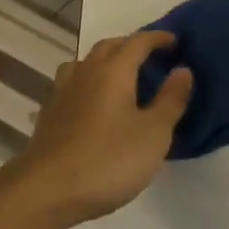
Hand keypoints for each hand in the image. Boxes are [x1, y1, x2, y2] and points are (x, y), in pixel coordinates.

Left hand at [4, 31, 193, 228]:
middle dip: (131, 45)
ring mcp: (64, 90)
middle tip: (150, 57)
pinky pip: (72, 82)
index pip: (139, 42)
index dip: (158, 38)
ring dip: (105, 60)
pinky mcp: (49, 112)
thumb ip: (170, 100)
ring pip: (87, 61)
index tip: (174, 41)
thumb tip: (183, 69)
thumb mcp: (152, 135)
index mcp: (115, 70)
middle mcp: (87, 70)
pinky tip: (89, 100)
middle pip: (111, 46)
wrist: (45, 191)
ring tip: (118, 75)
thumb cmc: (107, 160)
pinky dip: (86, 81)